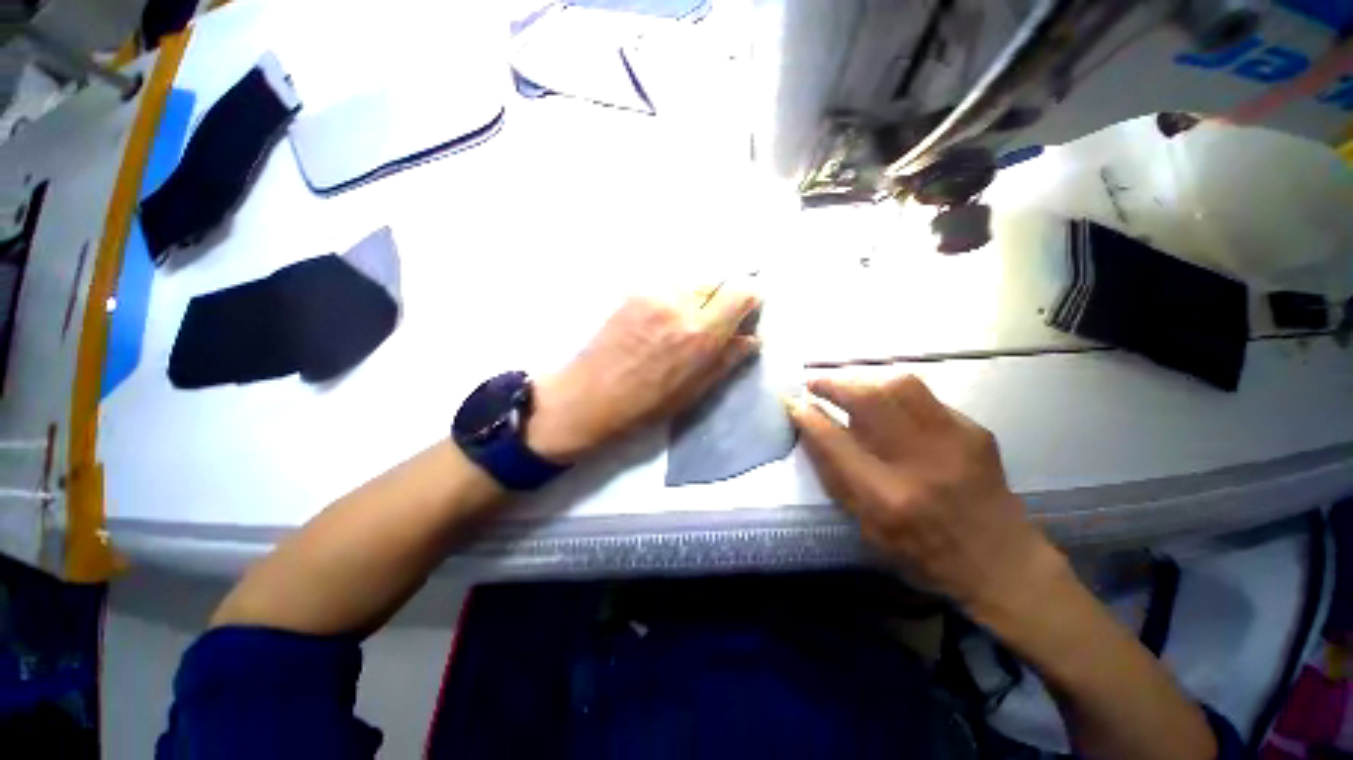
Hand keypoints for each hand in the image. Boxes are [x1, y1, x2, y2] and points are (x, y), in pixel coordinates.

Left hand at [527, 285, 760, 461]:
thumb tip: (753, 338)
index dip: (751, 298)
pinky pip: (668, 287)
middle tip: (712, 323)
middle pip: (717, 282)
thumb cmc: (646, 404)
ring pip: (691, 283)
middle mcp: (680, 304)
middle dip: (722, 299)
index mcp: (700, 333)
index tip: (747, 310)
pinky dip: (675, 299)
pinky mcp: (633, 292)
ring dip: (697, 298)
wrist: (589, 396)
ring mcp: (653, 294)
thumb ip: (727, 359)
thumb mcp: (694, 391)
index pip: (742, 292)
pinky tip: (661, 322)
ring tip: (683, 324)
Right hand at [786, 375, 1061, 610]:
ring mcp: (953, 441)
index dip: (807, 417)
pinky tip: (885, 401)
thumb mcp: (867, 528)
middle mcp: (919, 463)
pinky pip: (924, 396)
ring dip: (863, 379)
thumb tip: (811, 433)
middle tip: (814, 382)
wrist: (1001, 562)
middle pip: (868, 401)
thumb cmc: (924, 554)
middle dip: (833, 383)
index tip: (792, 403)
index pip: (834, 442)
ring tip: (847, 385)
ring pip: (900, 386)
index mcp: (887, 498)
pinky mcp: (975, 431)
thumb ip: (836, 478)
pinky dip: (894, 391)